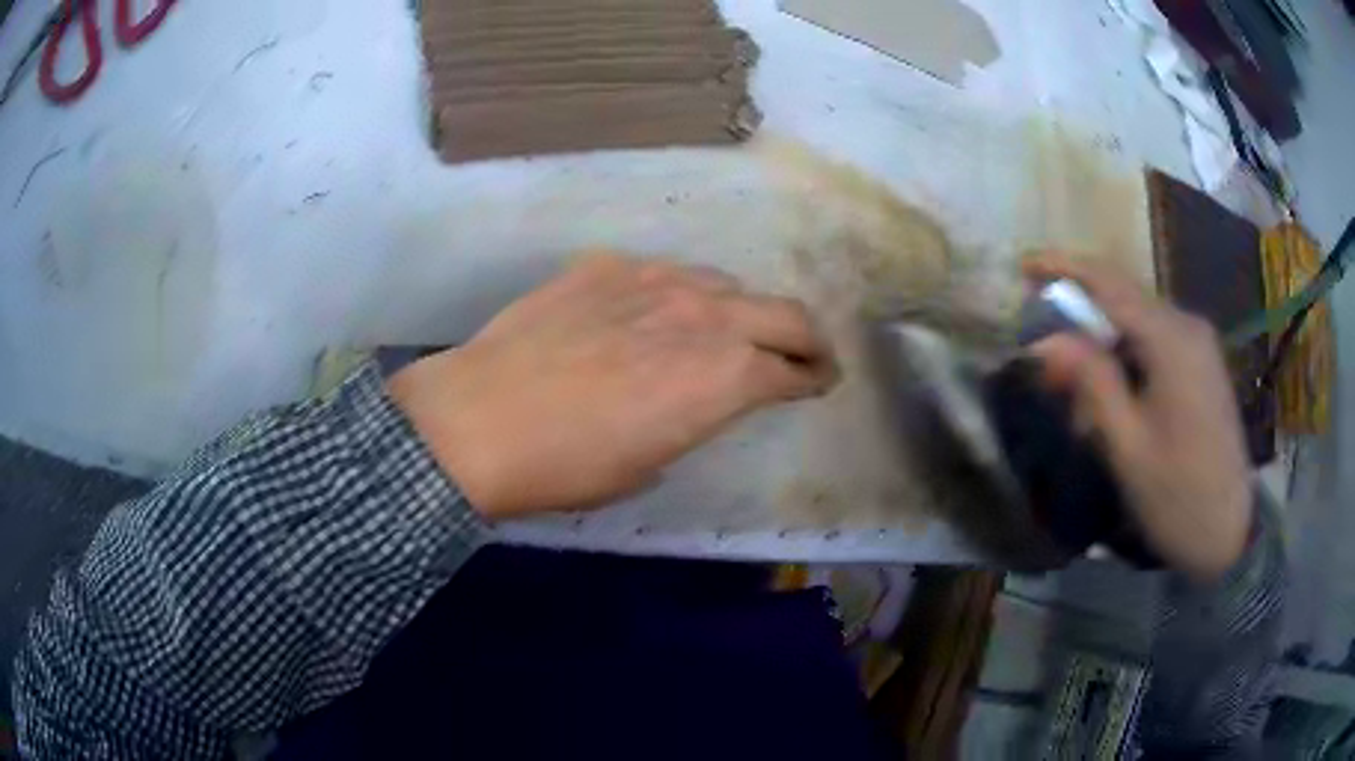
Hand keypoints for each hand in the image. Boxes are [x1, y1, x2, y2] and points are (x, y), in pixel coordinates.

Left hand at [388, 252, 838, 519]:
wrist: (481, 419)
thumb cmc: (569, 465)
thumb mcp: (652, 461)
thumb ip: (697, 416)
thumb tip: (702, 399)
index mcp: (726, 375)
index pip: (794, 369)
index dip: (814, 377)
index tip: (819, 381)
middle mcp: (705, 314)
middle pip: (784, 312)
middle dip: (806, 336)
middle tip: (805, 353)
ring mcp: (655, 278)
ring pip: (725, 283)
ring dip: (739, 310)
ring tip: (725, 330)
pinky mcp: (608, 265)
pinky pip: (663, 273)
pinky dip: (676, 295)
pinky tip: (649, 315)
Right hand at [1024, 257, 1251, 582]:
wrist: (1229, 532)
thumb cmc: (1177, 495)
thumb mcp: (1128, 445)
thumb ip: (1091, 382)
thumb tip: (1047, 340)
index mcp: (1171, 339)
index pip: (1109, 283)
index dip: (1064, 267)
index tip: (1024, 266)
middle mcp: (1188, 326)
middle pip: (1124, 299)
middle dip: (1081, 317)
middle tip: (1047, 355)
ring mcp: (1199, 344)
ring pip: (1139, 323)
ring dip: (1103, 344)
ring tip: (1079, 392)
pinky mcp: (1203, 364)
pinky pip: (1157, 342)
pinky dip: (1127, 358)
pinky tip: (1116, 397)